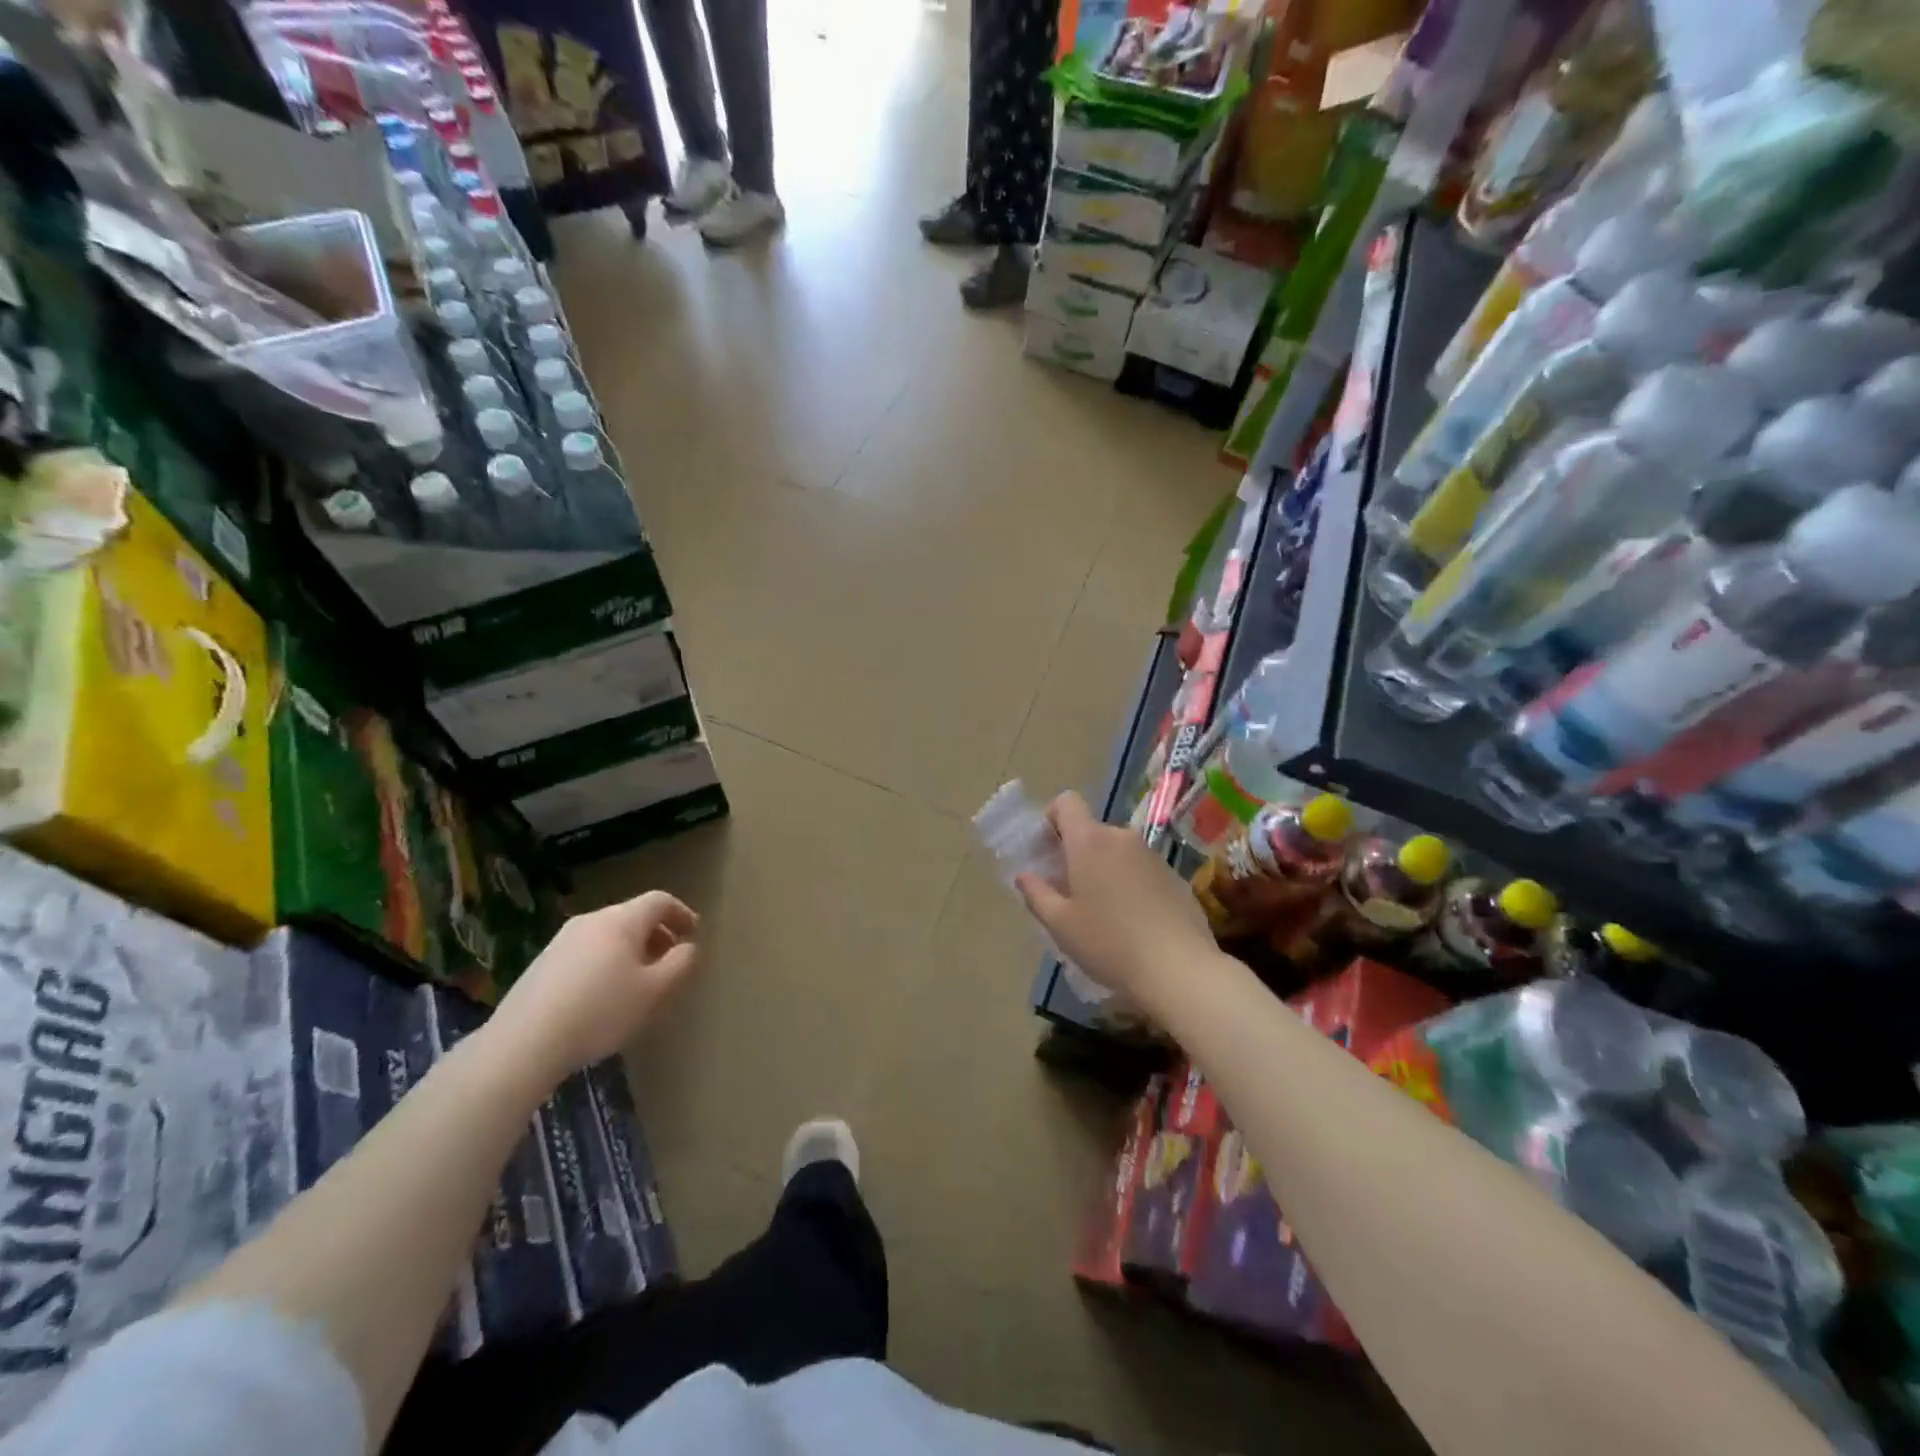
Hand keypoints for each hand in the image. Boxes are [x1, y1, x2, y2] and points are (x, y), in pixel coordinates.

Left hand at [489, 891, 699, 1087]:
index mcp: (622, 920)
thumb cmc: (601, 1011)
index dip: (681, 913)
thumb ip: (680, 963)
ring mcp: (562, 940)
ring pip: (608, 934)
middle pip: (633, 916)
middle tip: (670, 960)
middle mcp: (592, 920)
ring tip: (639, 980)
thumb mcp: (655, 991)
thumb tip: (687, 947)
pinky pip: (587, 951)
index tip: (694, 932)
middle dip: (657, 934)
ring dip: (631, 949)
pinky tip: (603, 995)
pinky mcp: (542, 963)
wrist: (524, 1042)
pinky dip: (606, 961)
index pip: (659, 901)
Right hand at [1015, 791, 1216, 1006]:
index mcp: (1089, 841)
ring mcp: (1152, 855)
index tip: (1047, 852)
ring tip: (1102, 912)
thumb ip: (1036, 893)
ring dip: (1104, 869)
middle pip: (1091, 831)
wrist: (1179, 969)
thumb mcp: (1060, 925)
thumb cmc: (1109, 943)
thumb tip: (1025, 875)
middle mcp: (1122, 837)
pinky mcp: (1174, 876)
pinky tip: (1133, 922)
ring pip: (1117, 851)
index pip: (1067, 803)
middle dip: (1076, 854)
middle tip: (1069, 893)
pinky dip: (1130, 884)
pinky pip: (1141, 869)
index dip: (1052, 820)